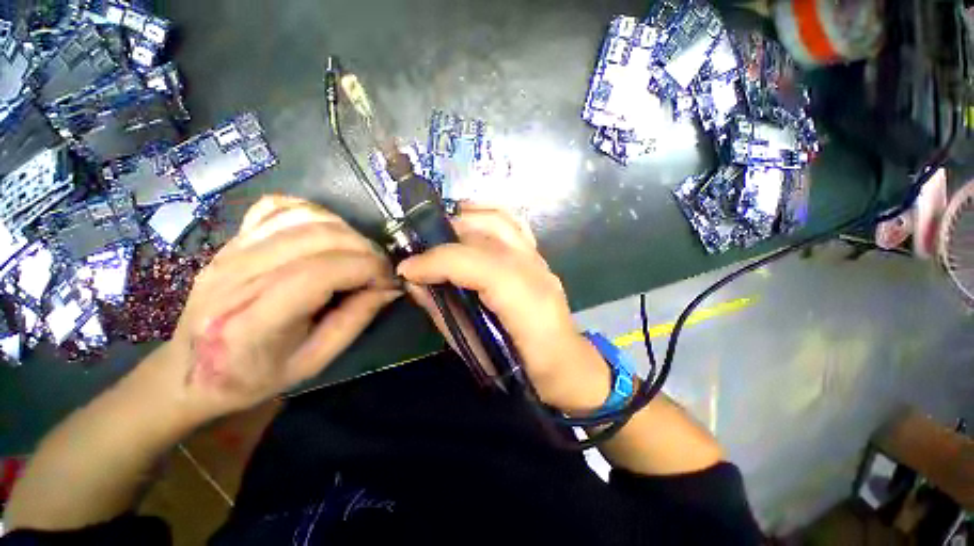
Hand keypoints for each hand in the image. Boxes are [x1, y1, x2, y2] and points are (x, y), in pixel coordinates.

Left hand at [156, 195, 399, 420]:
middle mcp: (238, 276)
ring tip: (359, 255)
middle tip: (379, 270)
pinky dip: (316, 213)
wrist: (189, 370)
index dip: (368, 269)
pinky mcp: (233, 239)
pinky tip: (328, 233)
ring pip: (304, 218)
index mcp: (255, 321)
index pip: (322, 273)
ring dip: (347, 232)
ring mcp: (231, 251)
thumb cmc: (255, 375)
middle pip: (318, 238)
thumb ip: (356, 319)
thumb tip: (390, 287)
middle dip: (365, 250)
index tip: (388, 282)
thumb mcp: (315, 361)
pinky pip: (281, 207)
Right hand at [397, 204, 610, 413]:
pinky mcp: (538, 256)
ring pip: (502, 219)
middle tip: (421, 248)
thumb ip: (444, 312)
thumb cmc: (519, 366)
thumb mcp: (474, 348)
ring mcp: (539, 259)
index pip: (477, 264)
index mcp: (525, 300)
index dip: (438, 261)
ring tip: (441, 229)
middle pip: (488, 233)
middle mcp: (535, 270)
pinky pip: (511, 223)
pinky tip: (469, 222)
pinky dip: (486, 216)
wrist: (563, 362)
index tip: (408, 269)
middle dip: (447, 234)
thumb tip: (415, 283)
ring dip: (466, 217)